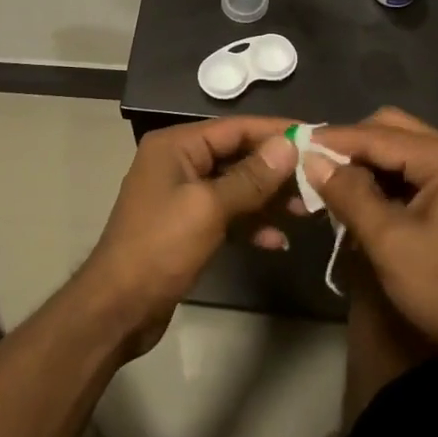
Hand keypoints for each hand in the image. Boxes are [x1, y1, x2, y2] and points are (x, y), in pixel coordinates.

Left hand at [77, 117, 299, 355]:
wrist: (119, 308)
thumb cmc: (160, 247)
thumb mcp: (209, 208)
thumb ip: (251, 177)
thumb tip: (289, 146)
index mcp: (176, 146)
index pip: (235, 128)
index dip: (276, 132)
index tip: (317, 137)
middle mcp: (179, 163)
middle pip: (238, 156)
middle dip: (276, 170)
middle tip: (319, 180)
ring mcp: (182, 195)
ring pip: (236, 187)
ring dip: (269, 199)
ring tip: (308, 212)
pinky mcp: (188, 226)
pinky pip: (227, 215)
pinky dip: (251, 224)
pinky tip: (279, 242)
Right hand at [305, 109, 437, 365]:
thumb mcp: (388, 241)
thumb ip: (348, 194)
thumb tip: (311, 159)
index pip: (378, 135)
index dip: (333, 140)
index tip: (294, 145)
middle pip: (391, 131)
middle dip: (351, 148)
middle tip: (313, 168)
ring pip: (401, 151)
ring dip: (366, 165)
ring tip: (329, 186)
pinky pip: (414, 172)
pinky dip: (385, 182)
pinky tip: (360, 201)